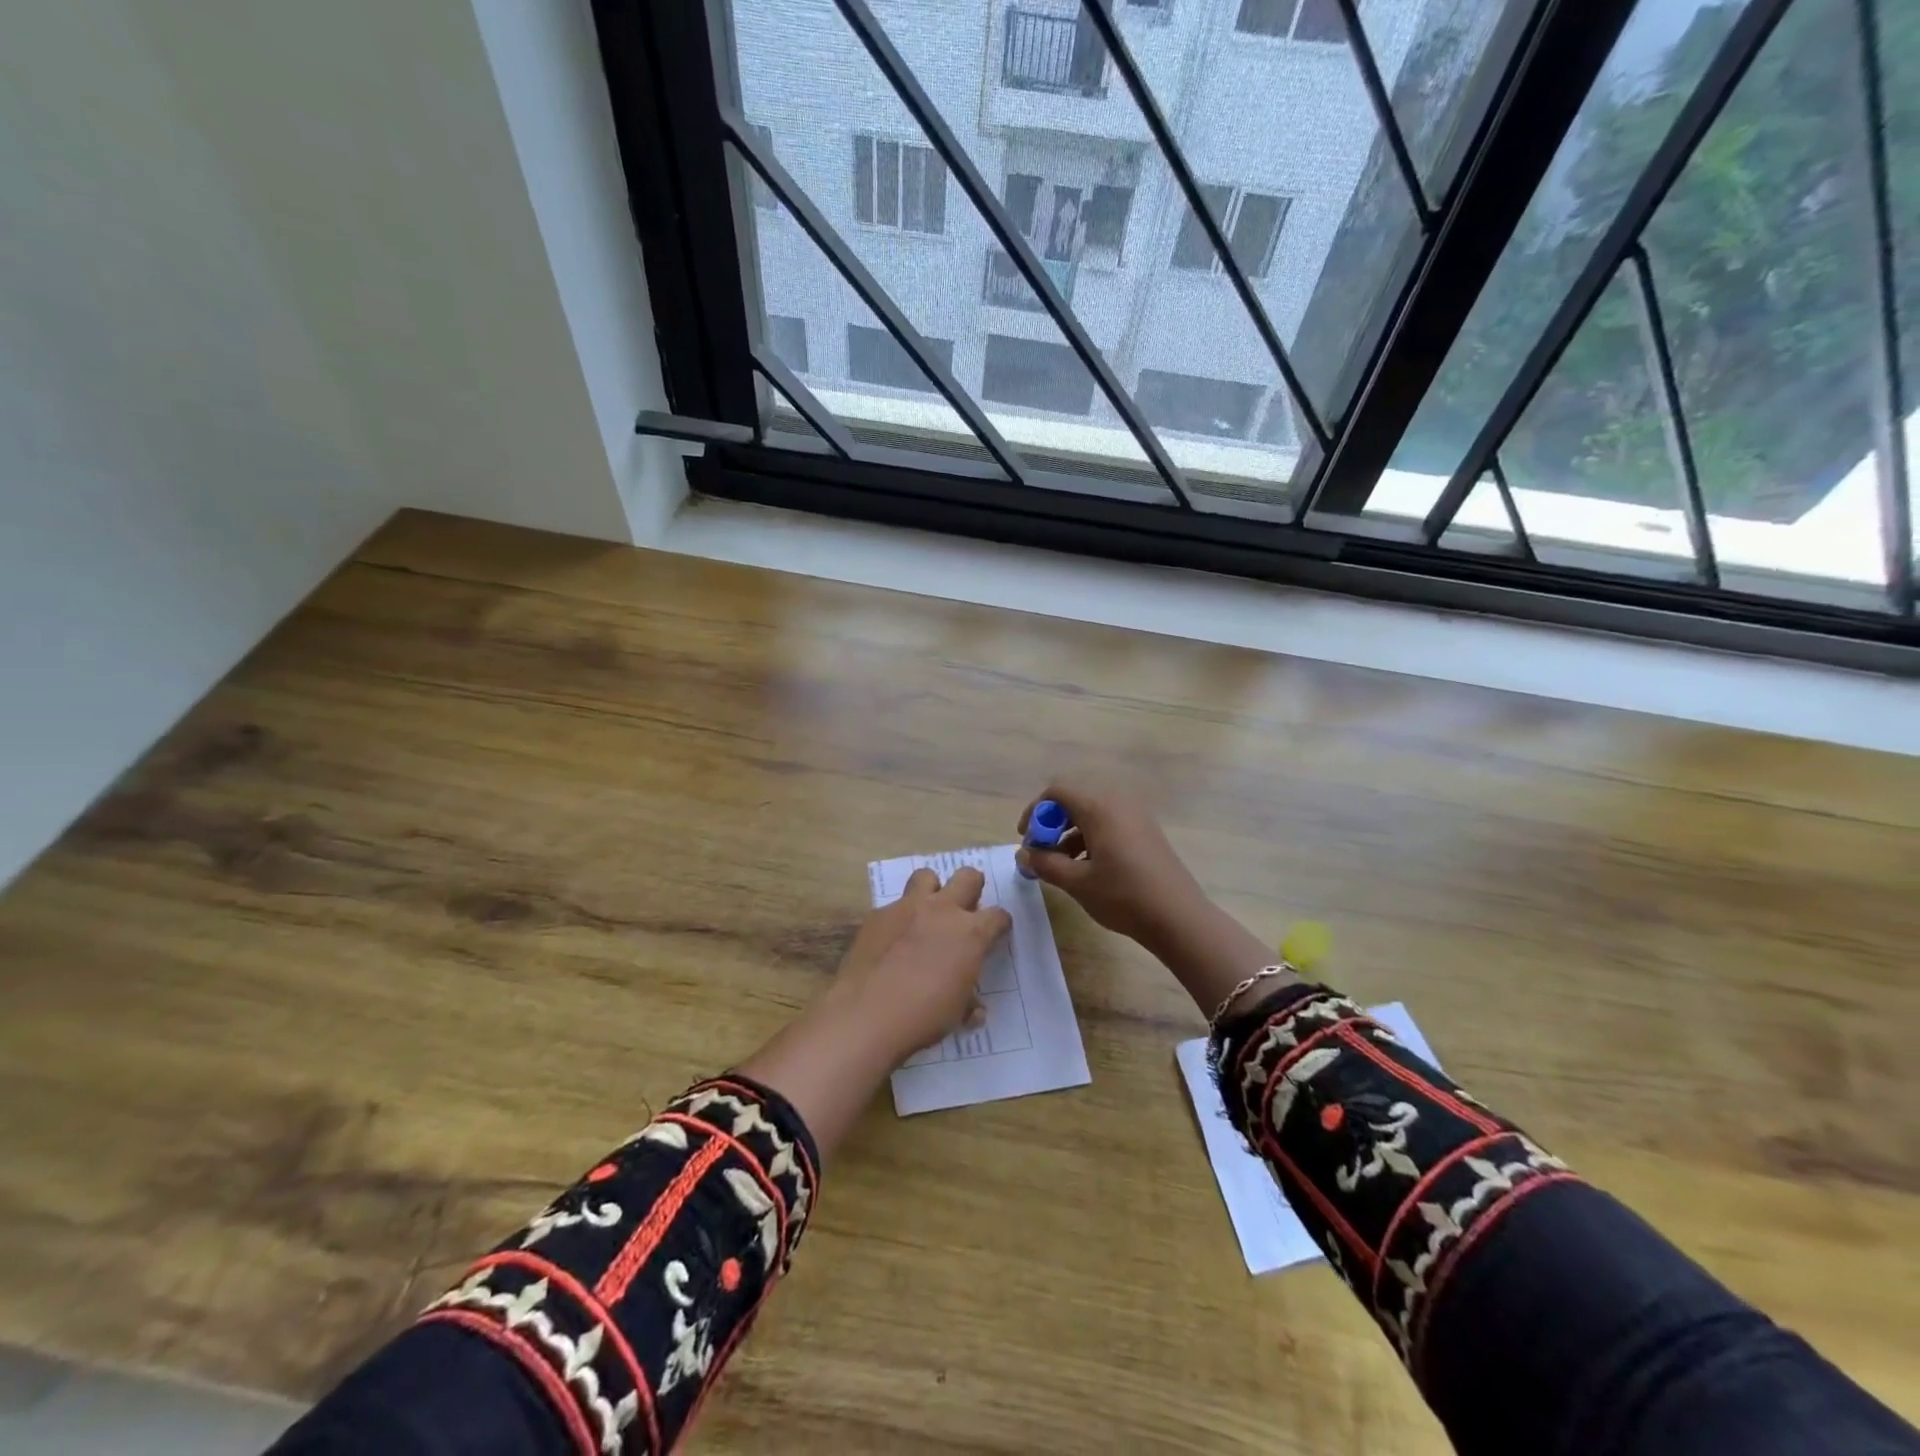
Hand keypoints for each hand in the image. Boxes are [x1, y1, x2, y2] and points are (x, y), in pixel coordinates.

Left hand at [823, 865, 1011, 1065]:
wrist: (868, 1013)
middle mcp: (943, 910)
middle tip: (965, 910)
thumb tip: (975, 1010)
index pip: (998, 916)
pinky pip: (893, 905)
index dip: (999, 924)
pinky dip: (898, 918)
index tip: (995, 934)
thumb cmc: (924, 1016)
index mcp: (971, 933)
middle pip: (968, 877)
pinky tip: (892, 940)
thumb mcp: (957, 1015)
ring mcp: (907, 907)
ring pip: (927, 876)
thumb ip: (969, 1004)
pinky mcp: (878, 914)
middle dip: (972, 888)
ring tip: (926, 912)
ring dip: (932, 890)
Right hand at [1014, 782, 1210, 957]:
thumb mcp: (1077, 882)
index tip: (1026, 839)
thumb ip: (1045, 863)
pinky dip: (1091, 839)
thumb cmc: (1123, 896)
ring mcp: (1136, 816)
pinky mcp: (1146, 832)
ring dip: (1070, 834)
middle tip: (1041, 853)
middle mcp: (1118, 802)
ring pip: (1092, 815)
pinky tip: (1087, 869)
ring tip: (1061, 866)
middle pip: (1075, 801)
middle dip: (1052, 824)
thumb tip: (1023, 854)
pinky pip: (1110, 824)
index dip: (1035, 811)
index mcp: (1099, 807)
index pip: (1057, 792)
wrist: (1178, 917)